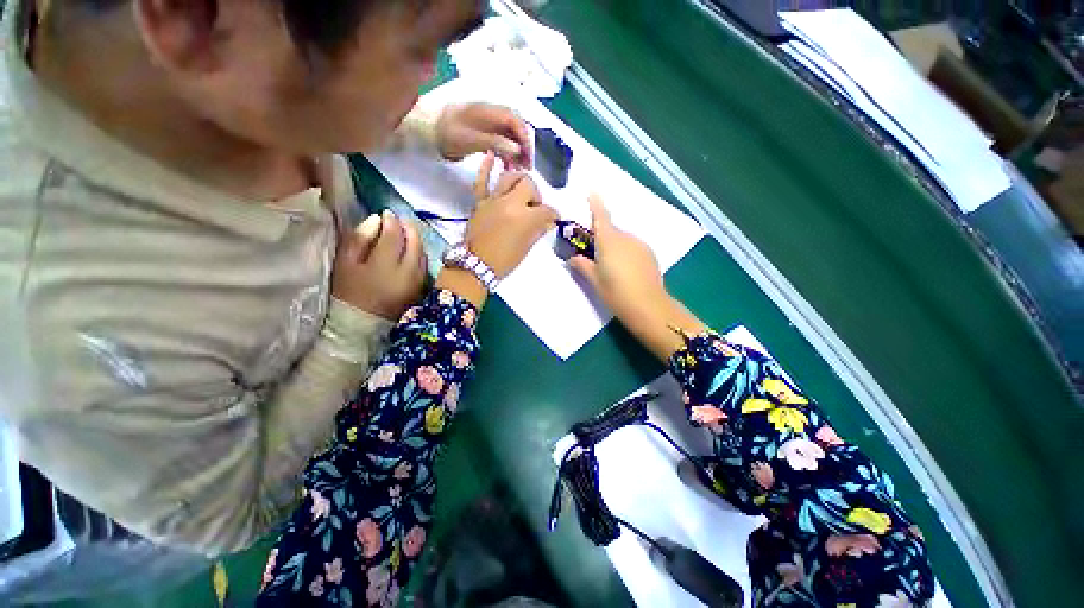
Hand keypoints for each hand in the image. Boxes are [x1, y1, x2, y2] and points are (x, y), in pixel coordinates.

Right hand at [332, 211, 425, 319]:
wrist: (361, 326)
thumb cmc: (347, 293)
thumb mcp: (345, 264)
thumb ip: (359, 239)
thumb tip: (376, 219)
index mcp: (385, 264)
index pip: (395, 234)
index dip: (391, 220)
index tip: (386, 213)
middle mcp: (408, 271)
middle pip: (415, 242)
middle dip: (408, 227)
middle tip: (399, 221)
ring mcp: (418, 281)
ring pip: (423, 253)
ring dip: (416, 240)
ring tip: (405, 234)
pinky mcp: (421, 289)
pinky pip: (424, 265)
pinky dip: (419, 254)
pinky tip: (411, 251)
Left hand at [435, 103, 531, 168]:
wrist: (430, 131)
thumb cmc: (449, 133)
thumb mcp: (472, 139)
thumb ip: (496, 142)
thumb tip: (518, 149)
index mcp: (491, 112)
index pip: (517, 122)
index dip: (525, 140)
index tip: (527, 158)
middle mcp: (494, 115)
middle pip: (517, 130)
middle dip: (524, 148)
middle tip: (526, 167)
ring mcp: (490, 124)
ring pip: (511, 137)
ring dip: (516, 153)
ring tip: (517, 170)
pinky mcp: (486, 133)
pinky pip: (502, 142)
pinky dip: (507, 154)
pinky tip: (507, 165)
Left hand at [466, 152, 556, 277]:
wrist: (475, 265)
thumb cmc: (504, 261)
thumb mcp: (526, 247)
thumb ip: (538, 230)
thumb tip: (548, 221)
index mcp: (526, 218)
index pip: (546, 209)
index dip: (553, 215)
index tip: (553, 218)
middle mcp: (511, 203)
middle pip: (529, 185)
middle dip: (536, 195)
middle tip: (534, 207)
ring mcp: (494, 200)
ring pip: (510, 177)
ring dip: (519, 179)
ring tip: (522, 188)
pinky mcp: (480, 202)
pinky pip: (482, 180)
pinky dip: (486, 167)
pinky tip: (491, 155)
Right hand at [569, 195, 704, 359]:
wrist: (648, 306)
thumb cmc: (615, 292)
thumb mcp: (594, 280)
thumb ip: (582, 265)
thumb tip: (573, 257)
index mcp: (608, 240)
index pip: (601, 216)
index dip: (595, 203)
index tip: (592, 191)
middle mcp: (625, 237)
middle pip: (610, 230)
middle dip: (602, 237)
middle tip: (594, 254)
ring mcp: (640, 244)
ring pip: (622, 239)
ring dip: (614, 246)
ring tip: (611, 267)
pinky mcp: (649, 254)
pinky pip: (633, 247)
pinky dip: (626, 252)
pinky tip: (625, 270)